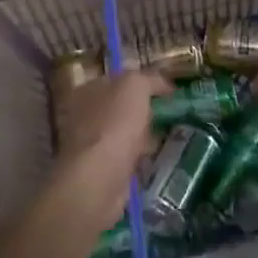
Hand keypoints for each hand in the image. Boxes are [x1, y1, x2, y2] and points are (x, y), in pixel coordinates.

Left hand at [54, 69, 169, 228]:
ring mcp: (92, 145)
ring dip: (144, 134)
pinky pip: (127, 157)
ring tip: (171, 134)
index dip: (142, 82)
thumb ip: (149, 79)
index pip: (117, 79)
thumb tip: (165, 84)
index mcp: (88, 90)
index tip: (168, 90)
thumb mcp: (135, 86)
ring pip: (124, 132)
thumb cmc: (114, 123)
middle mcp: (85, 115)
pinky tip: (157, 157)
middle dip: (144, 109)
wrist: (99, 178)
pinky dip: (141, 157)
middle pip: (120, 107)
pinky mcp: (102, 171)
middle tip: (173, 112)